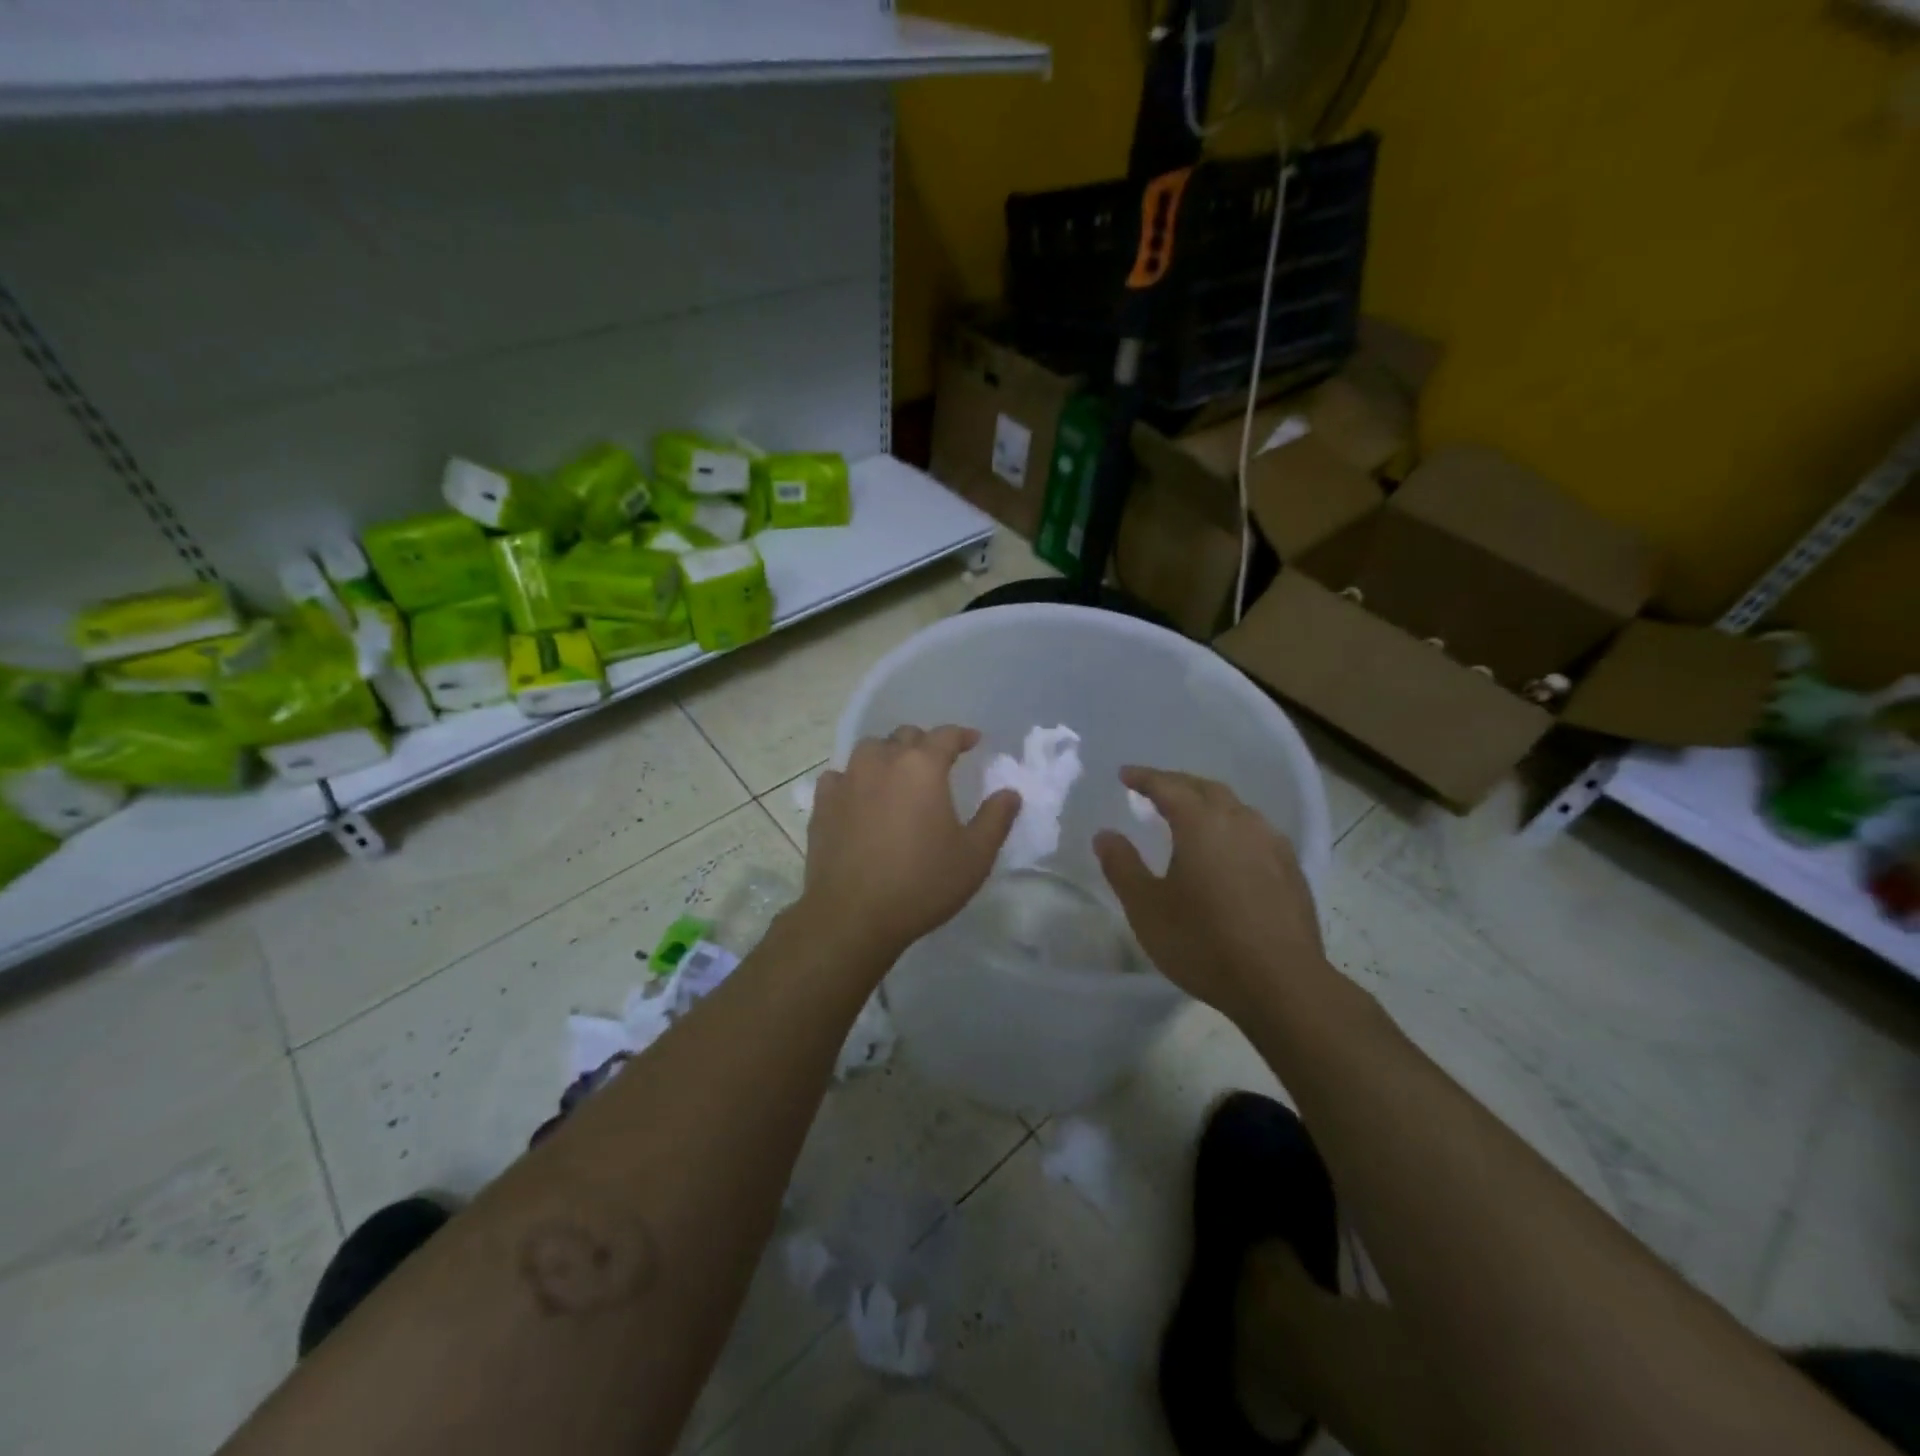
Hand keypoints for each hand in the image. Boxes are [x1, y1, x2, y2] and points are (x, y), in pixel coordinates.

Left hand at [801, 725, 1020, 961]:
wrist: (853, 915)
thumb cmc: (922, 883)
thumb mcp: (975, 856)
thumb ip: (996, 818)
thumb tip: (1010, 793)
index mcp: (922, 768)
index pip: (945, 735)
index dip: (962, 735)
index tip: (973, 741)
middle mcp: (882, 762)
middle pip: (905, 736)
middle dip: (924, 744)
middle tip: (936, 763)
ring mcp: (847, 780)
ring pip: (869, 749)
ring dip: (887, 754)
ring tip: (896, 774)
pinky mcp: (822, 804)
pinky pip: (839, 776)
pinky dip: (853, 779)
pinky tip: (858, 796)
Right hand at [1094, 767, 1325, 1020]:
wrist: (1282, 984)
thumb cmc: (1204, 943)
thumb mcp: (1147, 908)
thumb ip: (1122, 866)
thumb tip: (1105, 835)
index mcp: (1201, 823)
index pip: (1168, 786)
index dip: (1144, 778)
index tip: (1125, 774)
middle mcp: (1240, 822)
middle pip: (1205, 788)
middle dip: (1177, 783)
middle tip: (1154, 789)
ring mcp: (1272, 844)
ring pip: (1235, 807)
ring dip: (1208, 803)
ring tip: (1190, 815)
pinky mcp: (1291, 870)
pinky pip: (1256, 831)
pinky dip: (1233, 827)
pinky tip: (1230, 849)